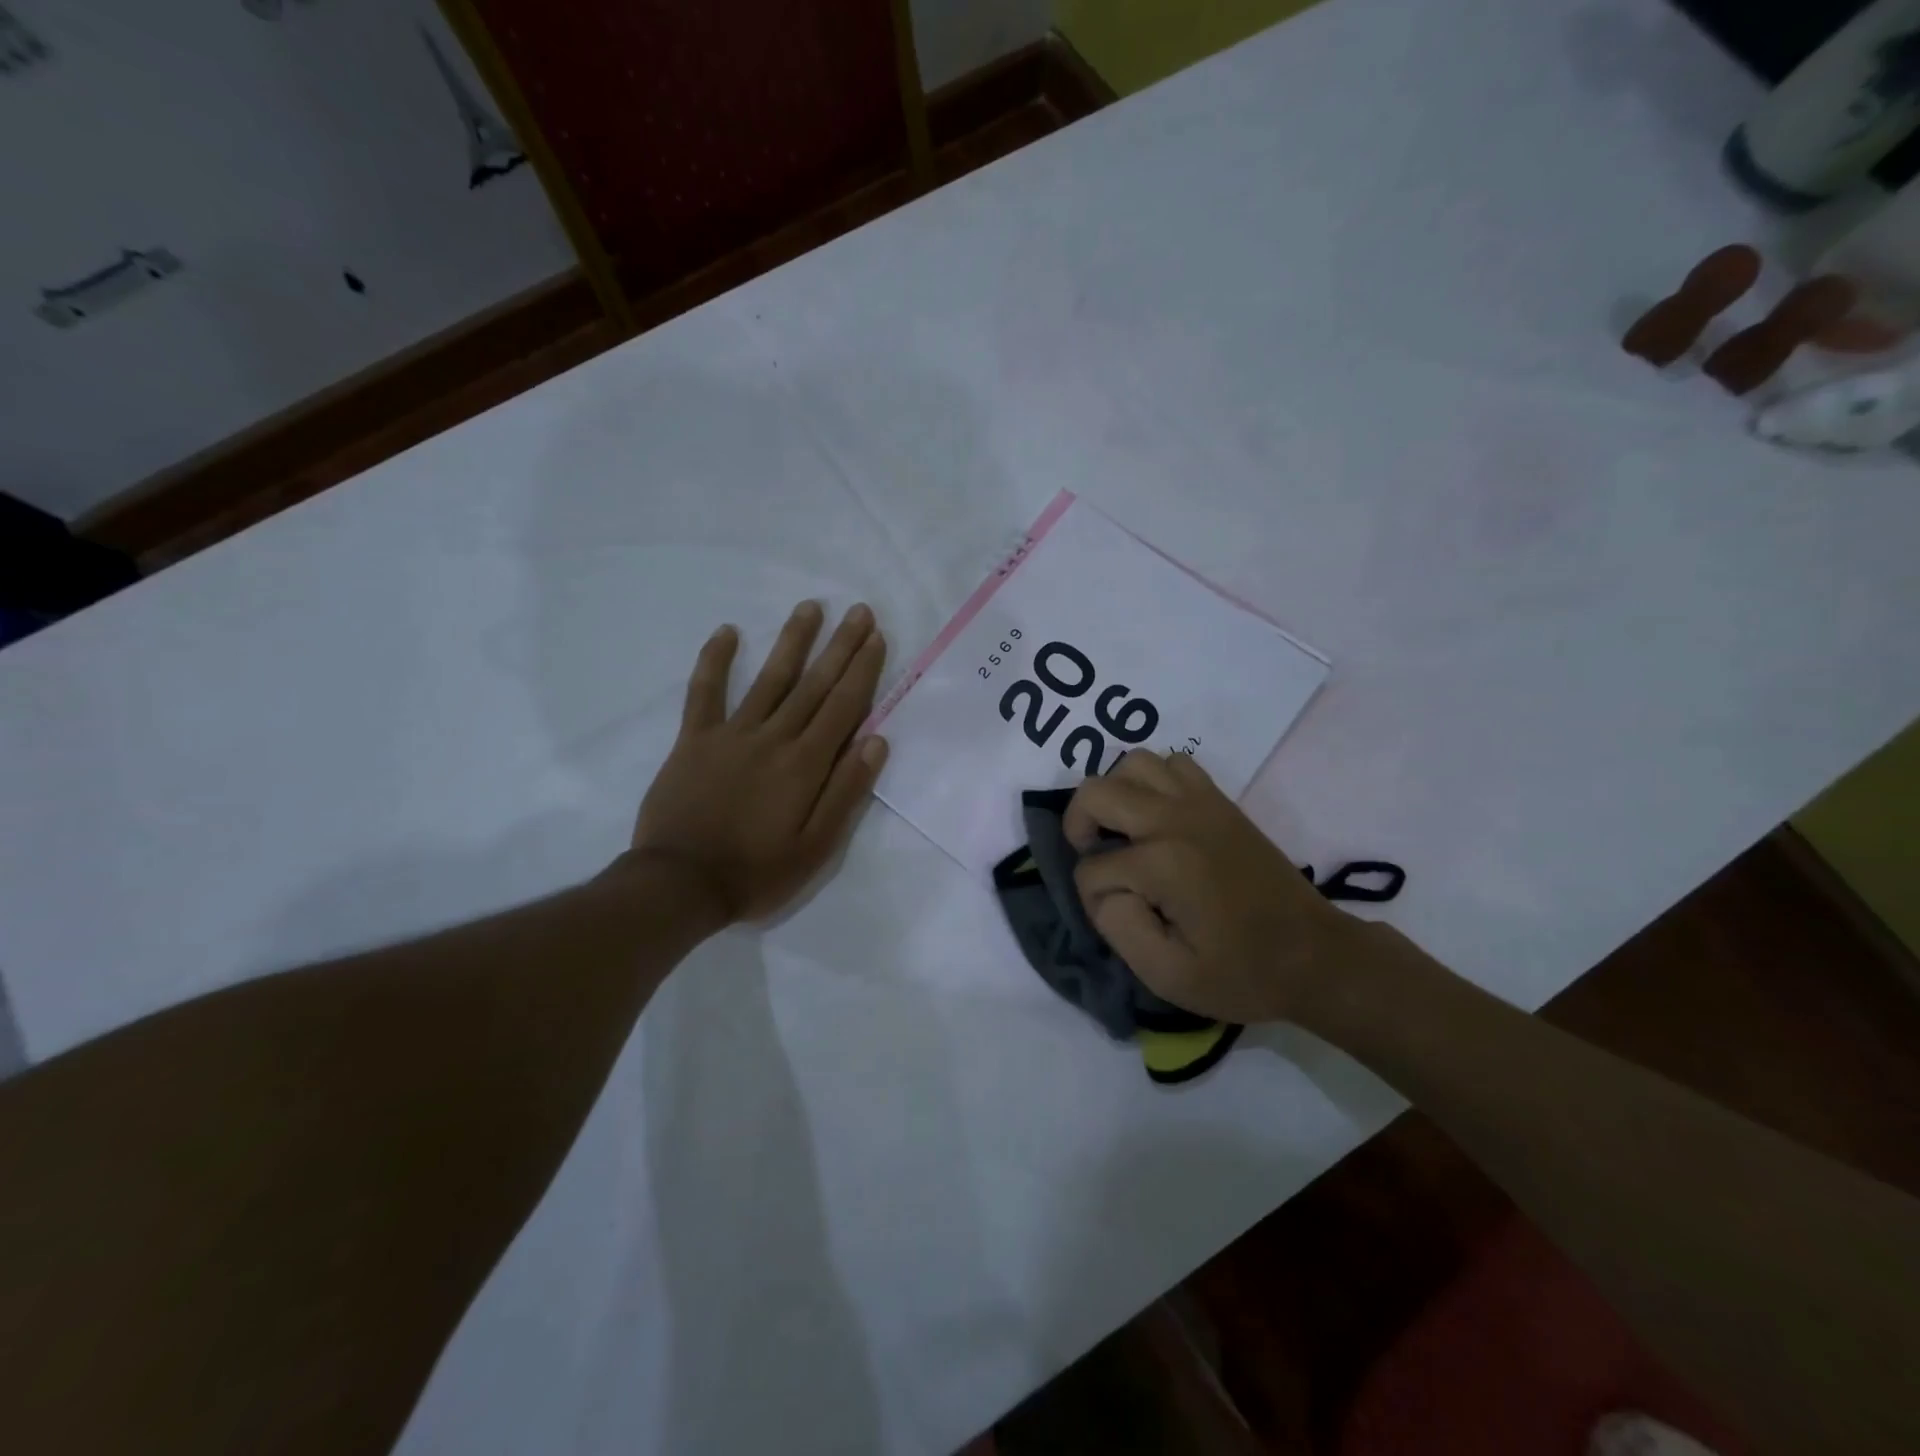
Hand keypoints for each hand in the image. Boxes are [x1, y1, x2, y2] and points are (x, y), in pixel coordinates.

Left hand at [625, 600, 888, 923]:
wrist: (680, 883)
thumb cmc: (757, 872)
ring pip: (769, 679)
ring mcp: (731, 733)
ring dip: (792, 641)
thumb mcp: (816, 847)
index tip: (877, 637)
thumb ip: (846, 792)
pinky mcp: (694, 739)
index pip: (844, 706)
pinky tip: (727, 631)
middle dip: (840, 645)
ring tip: (810, 607)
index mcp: (806, 764)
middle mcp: (774, 737)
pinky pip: (705, 692)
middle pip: (814, 684)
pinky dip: (715, 660)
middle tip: (859, 610)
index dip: (863, 669)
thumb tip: (877, 741)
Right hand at [1065, 751, 1359, 1024]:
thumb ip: (1118, 928)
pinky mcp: (1220, 801)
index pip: (1092, 868)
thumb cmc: (1242, 974)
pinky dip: (1152, 780)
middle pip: (1097, 792)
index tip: (1120, 921)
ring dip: (1114, 793)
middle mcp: (1176, 819)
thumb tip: (1103, 890)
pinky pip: (1173, 764)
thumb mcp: (1168, 976)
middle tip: (1093, 855)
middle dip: (1079, 824)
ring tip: (1120, 830)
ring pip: (1133, 763)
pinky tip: (1155, 816)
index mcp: (1163, 863)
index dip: (1092, 898)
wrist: (1316, 957)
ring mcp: (1201, 802)